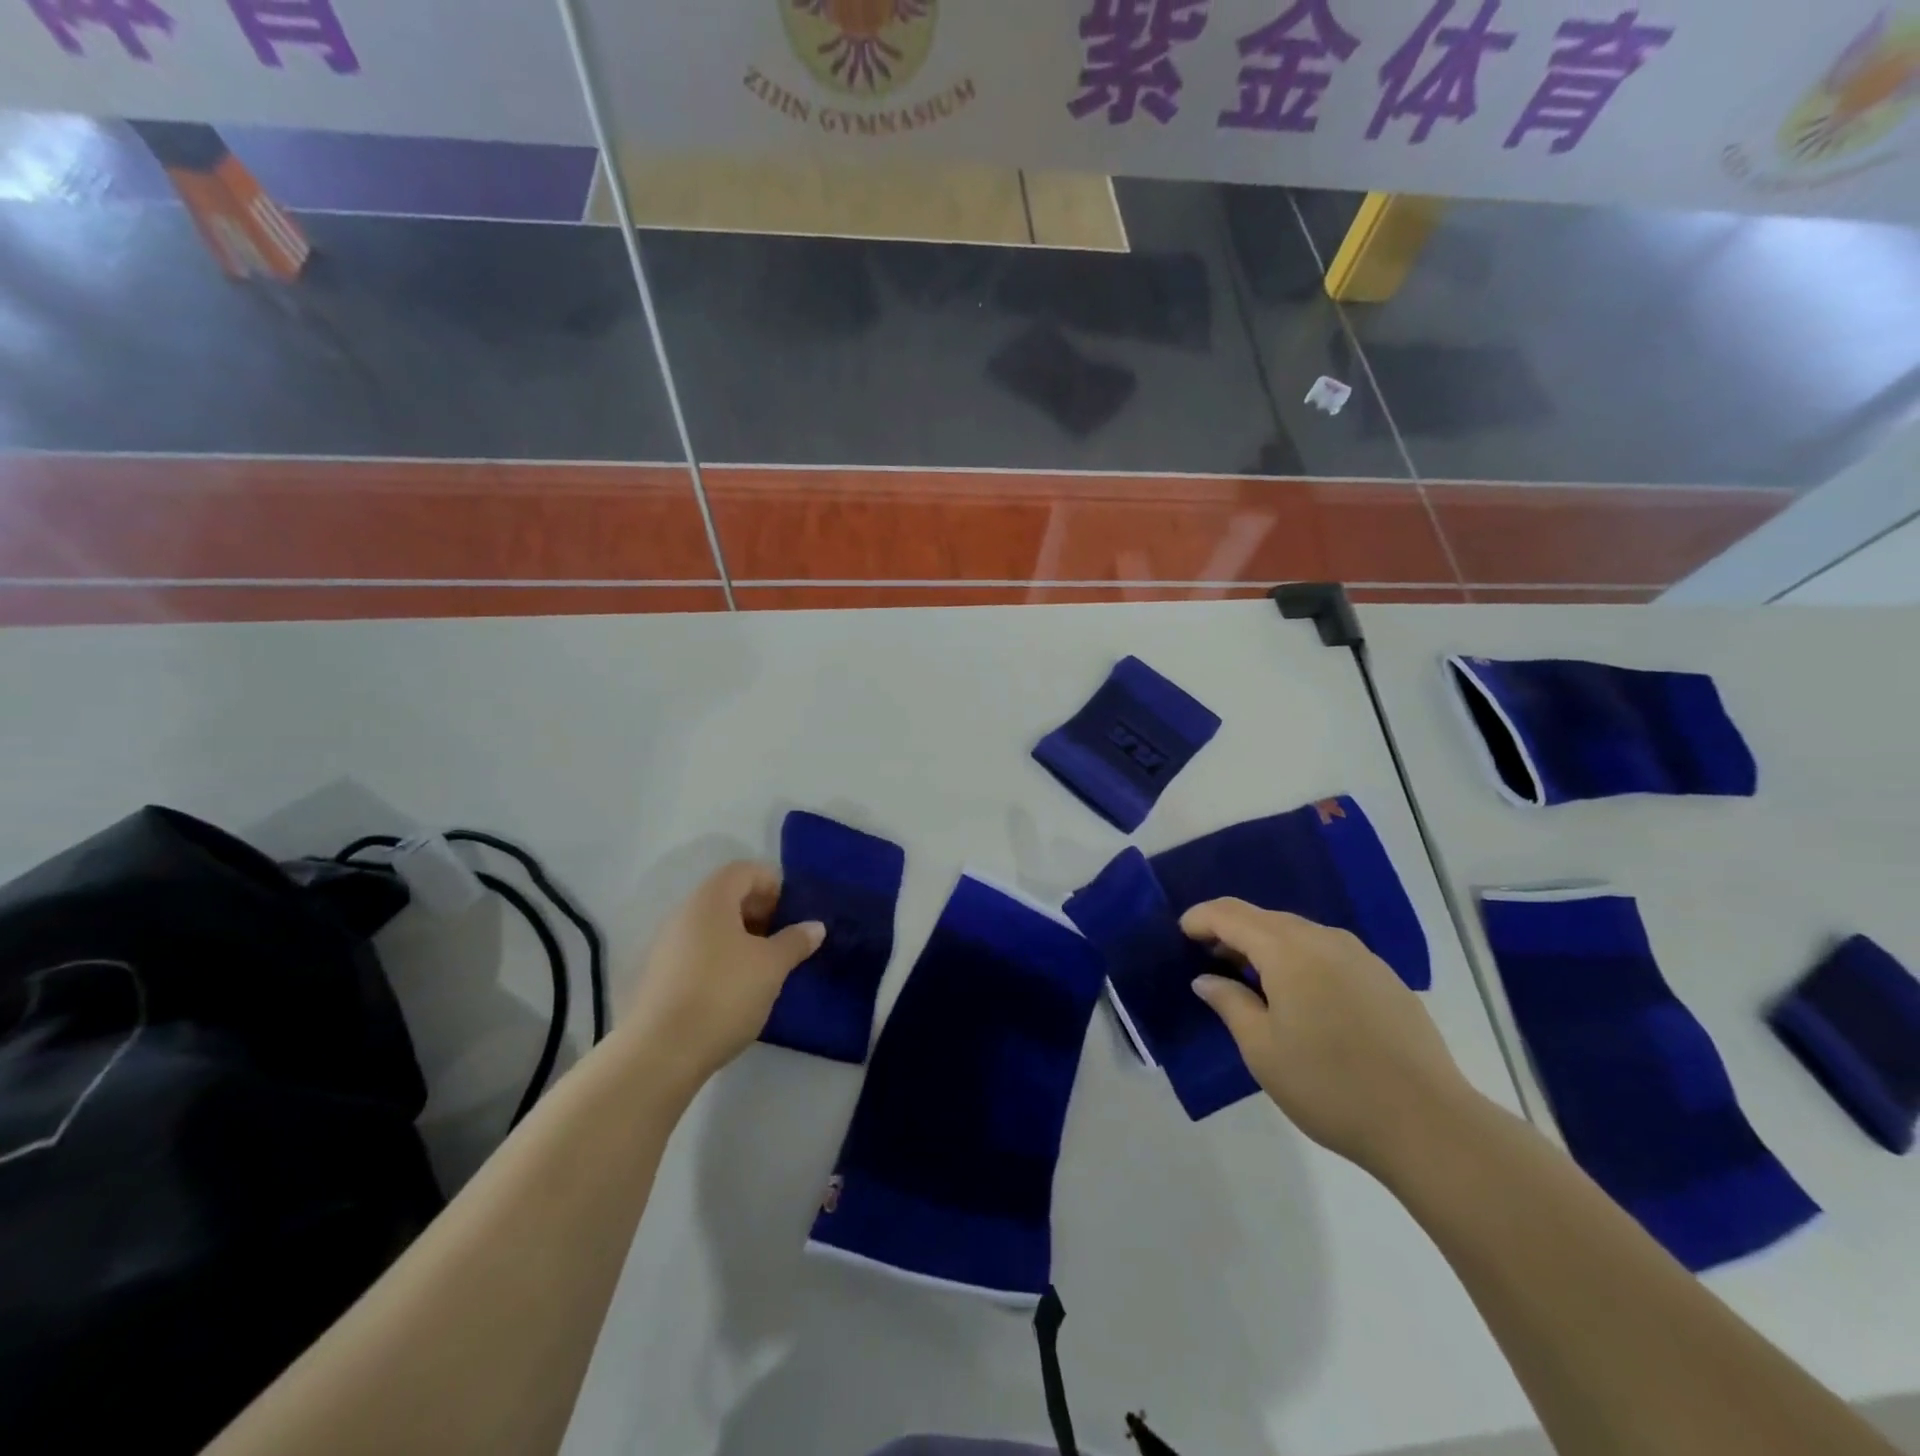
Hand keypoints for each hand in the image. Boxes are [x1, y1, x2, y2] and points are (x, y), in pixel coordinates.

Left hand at [621, 862, 823, 1086]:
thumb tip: (815, 926)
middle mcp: (684, 913)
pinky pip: (697, 953)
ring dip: (741, 939)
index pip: (745, 871)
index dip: (773, 884)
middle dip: (759, 912)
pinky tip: (736, 990)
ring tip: (763, 969)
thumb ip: (795, 941)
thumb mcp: (771, 967)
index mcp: (711, 899)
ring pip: (712, 927)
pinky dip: (721, 960)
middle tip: (783, 941)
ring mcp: (667, 946)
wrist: (661, 1053)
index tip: (792, 914)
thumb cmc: (724, 994)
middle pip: (727, 897)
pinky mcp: (659, 977)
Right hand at [1184, 899, 1476, 1172]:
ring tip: (1252, 980)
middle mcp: (1324, 940)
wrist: (1429, 1125)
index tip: (1181, 935)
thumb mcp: (1262, 1049)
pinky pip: (1328, 952)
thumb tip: (1207, 979)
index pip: (1231, 914)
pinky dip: (1301, 959)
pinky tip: (1302, 997)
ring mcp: (1361, 957)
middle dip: (1232, 931)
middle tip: (1211, 961)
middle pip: (1265, 918)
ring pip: (1299, 933)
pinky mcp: (1385, 979)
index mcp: (1288, 950)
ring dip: (1267, 945)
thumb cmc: (1330, 1086)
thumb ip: (1229, 1003)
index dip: (1201, 919)